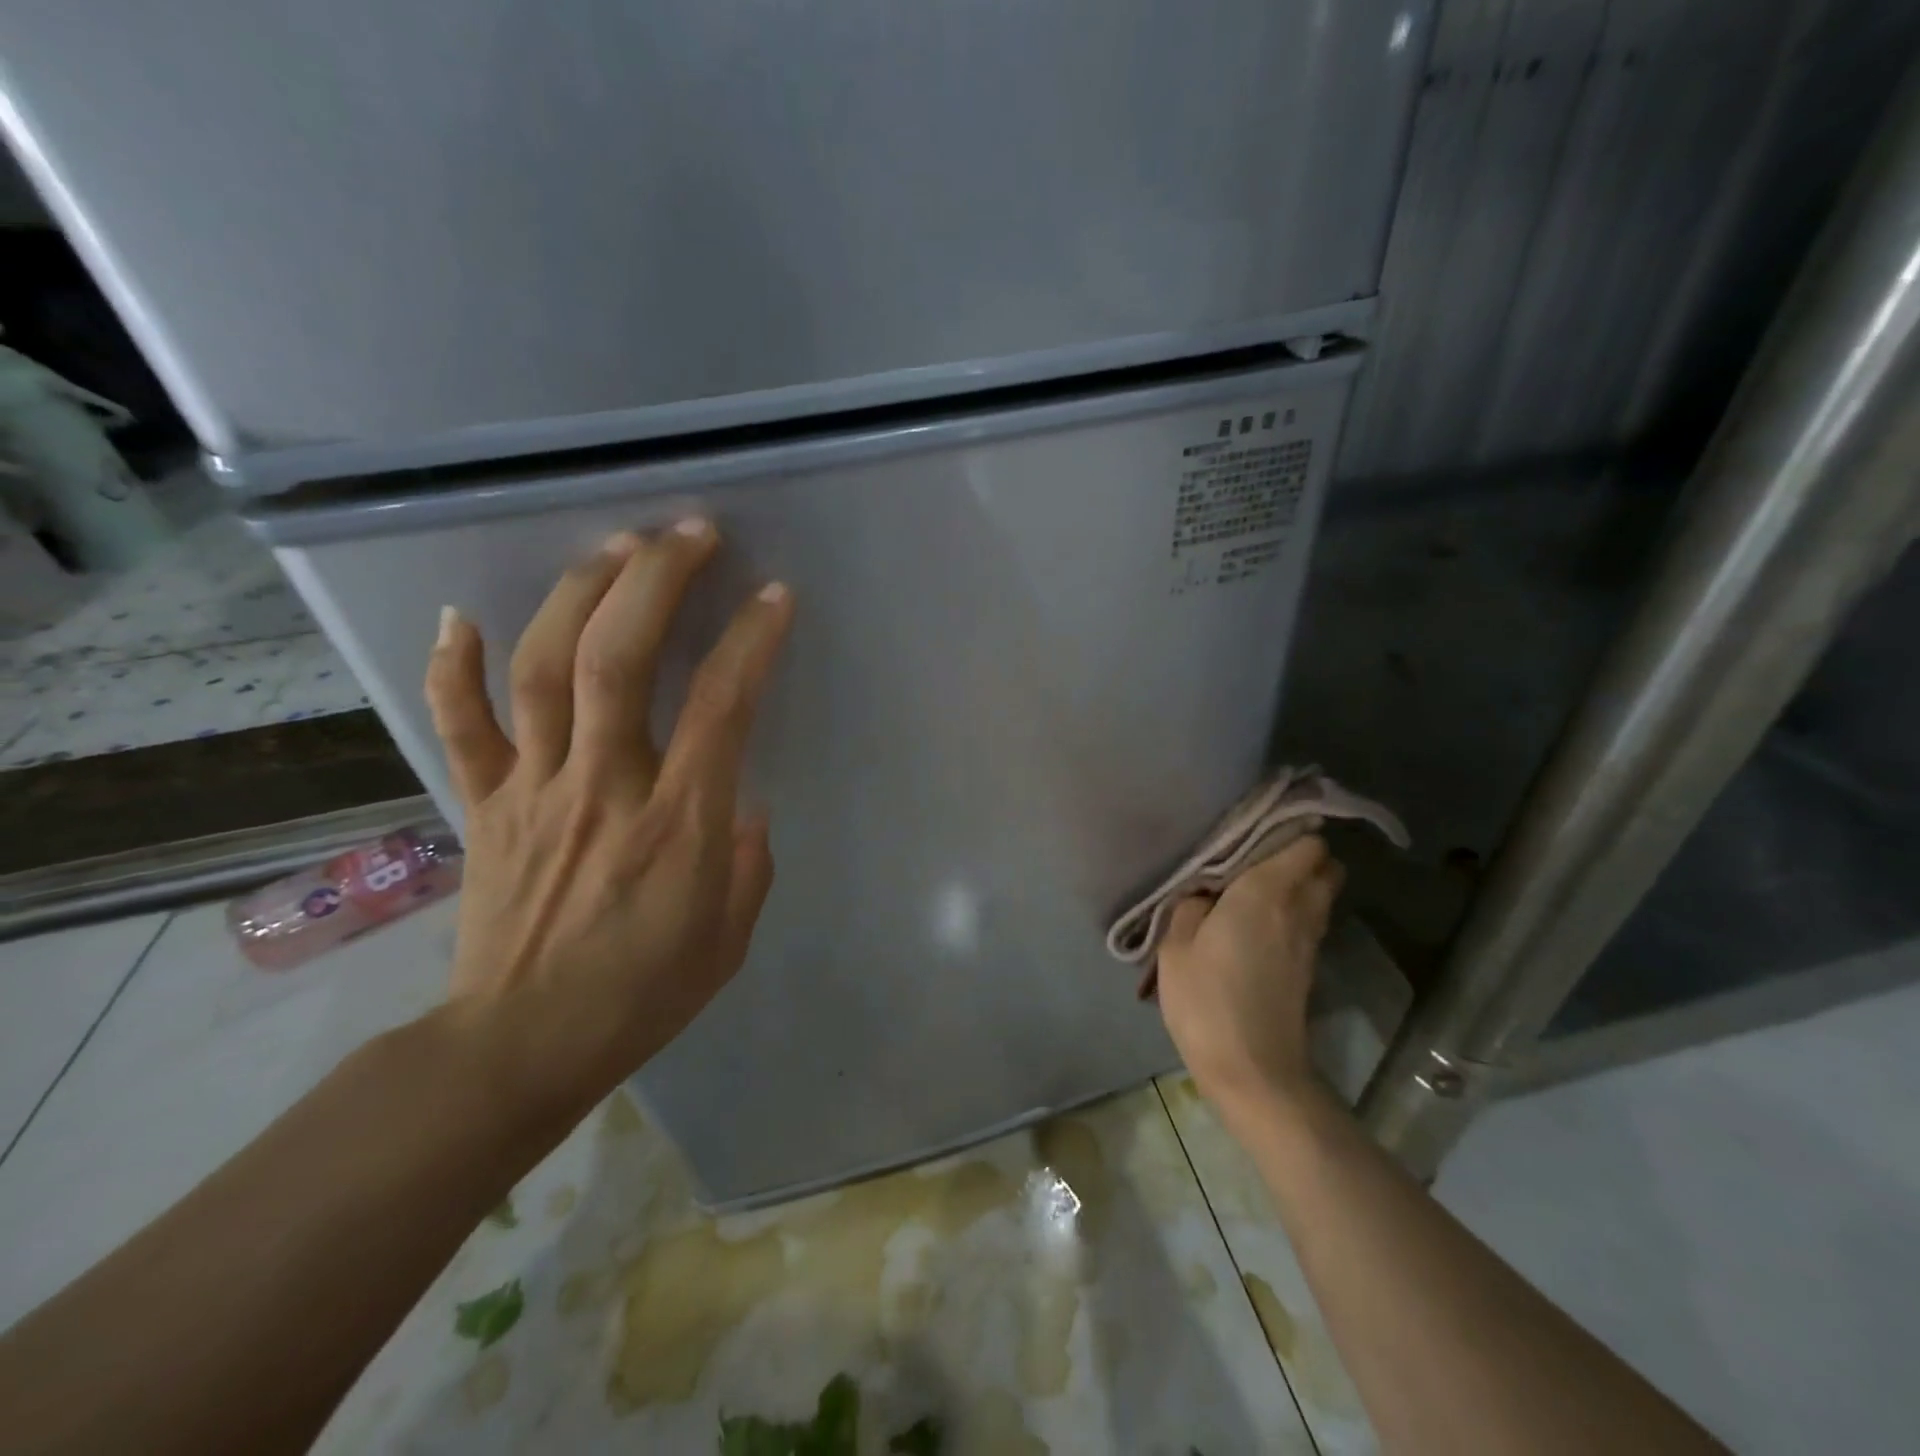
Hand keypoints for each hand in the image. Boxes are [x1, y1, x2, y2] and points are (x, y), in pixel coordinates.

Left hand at [423, 521, 793, 1118]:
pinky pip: (461, 726)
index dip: (751, 641)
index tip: (774, 597)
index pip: (721, 706)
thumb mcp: (730, 937)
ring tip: (615, 545)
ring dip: (578, 594)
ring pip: (543, 669)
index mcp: (677, 822)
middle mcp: (603, 786)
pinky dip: (454, 666)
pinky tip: (460, 615)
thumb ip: (747, 861)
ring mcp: (533, 789)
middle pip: (618, 659)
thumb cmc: (642, 994)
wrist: (521, 1047)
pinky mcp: (483, 806)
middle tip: (689, 532)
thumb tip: (741, 804)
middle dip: (656, 581)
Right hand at [1156, 835, 1343, 1123]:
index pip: (1306, 842)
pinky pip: (1311, 920)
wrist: (1254, 1071)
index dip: (1290, 829)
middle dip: (1302, 854)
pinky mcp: (1309, 968)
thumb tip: (1205, 895)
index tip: (1259, 828)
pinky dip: (1295, 912)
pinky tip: (1259, 924)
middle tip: (1258, 858)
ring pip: (1322, 894)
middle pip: (1325, 865)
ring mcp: (1310, 940)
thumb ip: (1190, 906)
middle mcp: (1298, 908)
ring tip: (1256, 888)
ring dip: (1300, 883)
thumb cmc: (1207, 1000)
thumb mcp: (1176, 947)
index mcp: (1266, 891)